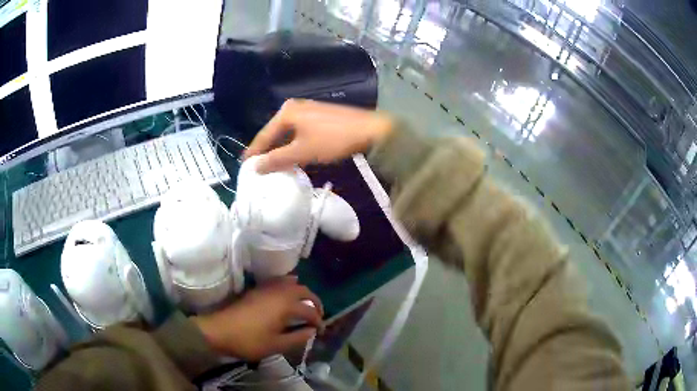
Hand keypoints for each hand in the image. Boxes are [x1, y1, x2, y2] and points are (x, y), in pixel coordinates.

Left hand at [192, 276, 323, 360]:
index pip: (309, 310)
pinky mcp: (256, 289)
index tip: (320, 330)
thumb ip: (297, 337)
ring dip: (301, 292)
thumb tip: (312, 331)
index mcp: (285, 305)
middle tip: (317, 315)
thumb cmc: (249, 341)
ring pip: (290, 283)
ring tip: (305, 304)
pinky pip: (277, 282)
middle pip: (303, 290)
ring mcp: (266, 288)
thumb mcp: (276, 345)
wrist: (219, 331)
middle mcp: (278, 292)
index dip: (318, 320)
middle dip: (314, 301)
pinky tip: (286, 294)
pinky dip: (287, 285)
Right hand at [244, 99, 393, 172]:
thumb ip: (277, 160)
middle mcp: (294, 107)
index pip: (264, 135)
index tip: (244, 167)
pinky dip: (293, 145)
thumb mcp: (302, 152)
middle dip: (268, 151)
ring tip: (274, 166)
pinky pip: (298, 132)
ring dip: (281, 149)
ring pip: (287, 133)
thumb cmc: (332, 140)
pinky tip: (293, 156)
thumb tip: (255, 167)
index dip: (254, 152)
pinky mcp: (319, 116)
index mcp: (286, 112)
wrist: (370, 130)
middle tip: (259, 168)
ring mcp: (308, 110)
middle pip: (275, 133)